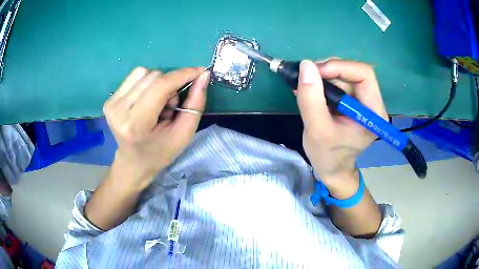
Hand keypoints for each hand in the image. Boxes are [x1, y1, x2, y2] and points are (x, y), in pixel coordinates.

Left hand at [103, 66, 209, 189]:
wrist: (133, 162)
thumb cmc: (160, 152)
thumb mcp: (183, 134)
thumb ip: (196, 104)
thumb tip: (203, 76)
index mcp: (136, 124)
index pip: (160, 87)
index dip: (182, 75)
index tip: (200, 72)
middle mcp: (119, 110)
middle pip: (153, 76)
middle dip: (170, 85)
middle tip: (171, 106)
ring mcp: (112, 103)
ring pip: (143, 72)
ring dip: (158, 83)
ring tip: (158, 104)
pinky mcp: (109, 99)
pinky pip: (135, 76)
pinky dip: (147, 83)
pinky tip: (147, 99)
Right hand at [297, 59, 386, 191]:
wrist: (331, 169)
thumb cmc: (328, 156)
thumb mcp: (317, 130)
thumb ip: (311, 98)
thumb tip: (306, 65)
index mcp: (373, 112)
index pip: (364, 74)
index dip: (339, 67)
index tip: (314, 72)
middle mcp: (372, 103)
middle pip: (353, 72)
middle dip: (328, 71)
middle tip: (305, 78)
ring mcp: (362, 102)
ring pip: (343, 75)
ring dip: (322, 76)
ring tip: (304, 86)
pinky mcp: (352, 102)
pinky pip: (338, 82)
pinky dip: (322, 82)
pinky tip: (309, 90)